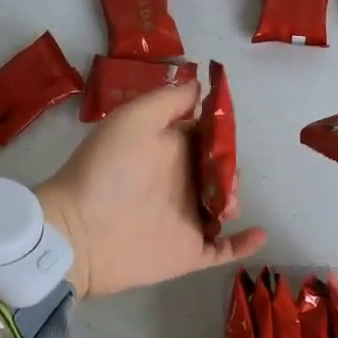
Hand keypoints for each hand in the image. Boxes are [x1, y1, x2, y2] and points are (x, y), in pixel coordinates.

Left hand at [37, 81, 266, 299]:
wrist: (79, 231)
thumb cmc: (106, 170)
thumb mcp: (134, 120)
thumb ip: (168, 101)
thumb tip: (200, 85)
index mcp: (168, 150)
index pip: (205, 138)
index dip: (220, 135)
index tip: (228, 134)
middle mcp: (180, 182)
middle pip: (220, 171)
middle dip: (231, 170)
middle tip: (226, 178)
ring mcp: (186, 218)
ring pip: (225, 206)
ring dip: (236, 200)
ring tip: (228, 204)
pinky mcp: (188, 252)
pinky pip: (223, 249)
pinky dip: (244, 243)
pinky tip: (259, 233)